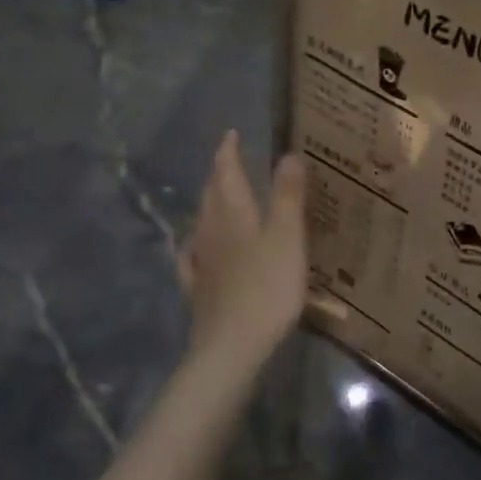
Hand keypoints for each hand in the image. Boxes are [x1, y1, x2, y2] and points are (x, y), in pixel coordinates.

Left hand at [178, 132, 308, 369]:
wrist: (232, 345)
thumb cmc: (267, 287)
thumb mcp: (288, 236)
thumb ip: (288, 195)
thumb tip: (287, 154)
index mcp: (233, 214)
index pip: (226, 173)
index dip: (228, 152)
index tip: (230, 134)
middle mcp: (211, 231)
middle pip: (212, 195)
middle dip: (219, 175)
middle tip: (228, 161)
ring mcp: (201, 262)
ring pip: (201, 223)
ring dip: (209, 205)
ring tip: (217, 197)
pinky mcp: (199, 289)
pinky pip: (192, 257)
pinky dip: (194, 244)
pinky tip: (193, 248)